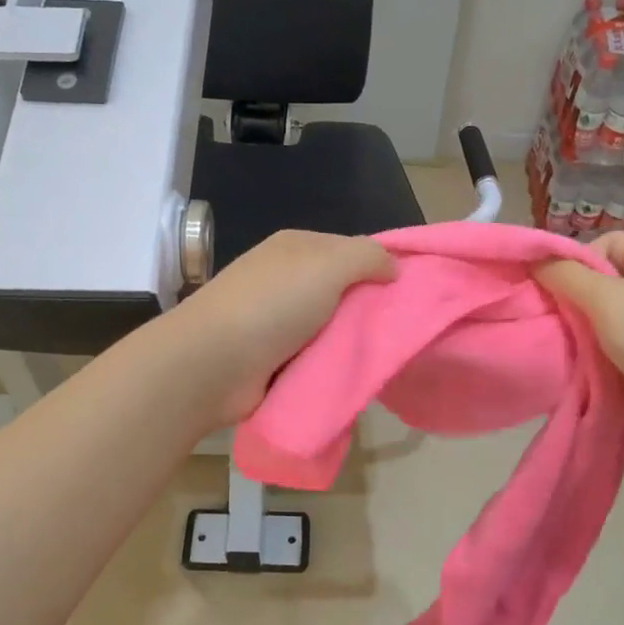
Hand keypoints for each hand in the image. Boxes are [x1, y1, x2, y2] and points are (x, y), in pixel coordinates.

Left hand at [166, 230, 395, 425]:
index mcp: (295, 247)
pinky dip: (329, 366)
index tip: (411, 293)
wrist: (212, 364)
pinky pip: (313, 358)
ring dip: (350, 342)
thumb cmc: (272, 305)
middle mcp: (284, 278)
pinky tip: (351, 377)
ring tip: (383, 358)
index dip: (381, 267)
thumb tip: (394, 267)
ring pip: (329, 327)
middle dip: (368, 309)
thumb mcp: (328, 265)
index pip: (350, 250)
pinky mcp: (270, 358)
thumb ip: (367, 257)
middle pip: (341, 291)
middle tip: (403, 331)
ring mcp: (274, 320)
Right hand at [536, 232, 623, 445]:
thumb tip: (536, 261)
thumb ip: (564, 274)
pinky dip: (612, 340)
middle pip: (609, 272)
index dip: (578, 263)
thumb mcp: (602, 298)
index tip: (566, 294)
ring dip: (595, 321)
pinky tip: (604, 356)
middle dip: (582, 294)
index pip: (604, 242)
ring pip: (617, 304)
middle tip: (568, 319)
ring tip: (584, 341)